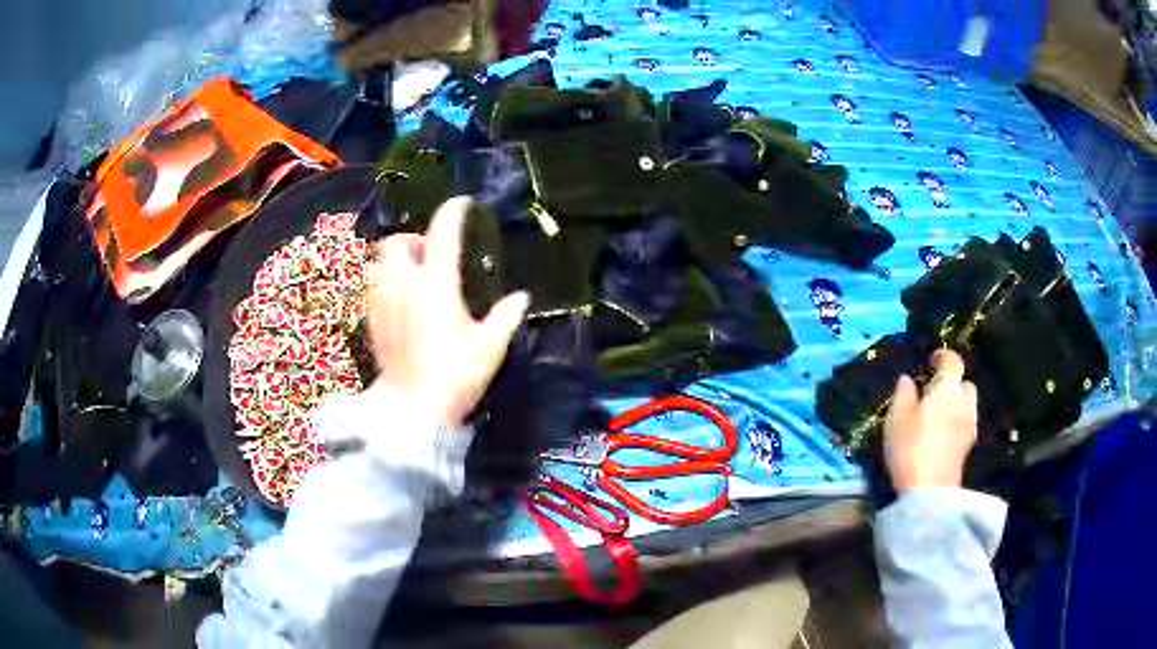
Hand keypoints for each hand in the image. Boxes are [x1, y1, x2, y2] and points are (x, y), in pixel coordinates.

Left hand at [365, 196, 529, 427]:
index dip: (452, 212)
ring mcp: (381, 301)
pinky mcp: (370, 320)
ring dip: (393, 260)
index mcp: (436, 283)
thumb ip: (506, 316)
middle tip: (430, 254)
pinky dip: (383, 281)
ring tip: (410, 274)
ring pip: (378, 262)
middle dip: (413, 240)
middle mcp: (403, 283)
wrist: (413, 410)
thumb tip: (521, 297)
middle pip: (396, 242)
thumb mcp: (489, 346)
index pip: (442, 233)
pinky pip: (371, 286)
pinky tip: (398, 299)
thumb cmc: (455, 374)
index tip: (462, 204)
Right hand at [883, 350, 978, 492]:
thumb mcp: (897, 418)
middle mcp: (964, 401)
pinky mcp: (968, 446)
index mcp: (947, 388)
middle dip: (953, 383)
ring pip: (967, 404)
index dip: (943, 356)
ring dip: (956, 403)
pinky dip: (956, 422)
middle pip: (965, 383)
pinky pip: (965, 423)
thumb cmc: (911, 448)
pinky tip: (941, 435)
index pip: (953, 361)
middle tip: (935, 392)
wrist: (929, 491)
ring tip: (938, 415)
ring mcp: (969, 425)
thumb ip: (903, 393)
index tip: (931, 360)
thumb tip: (908, 379)